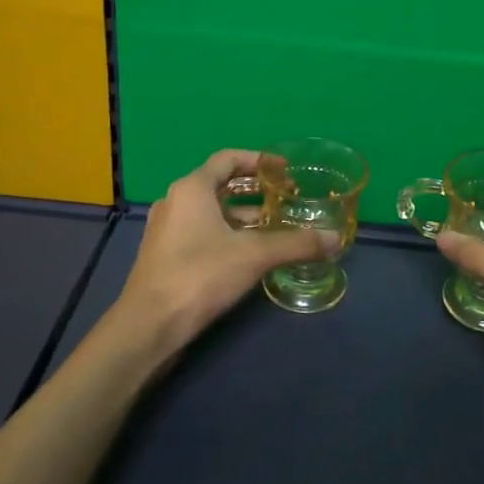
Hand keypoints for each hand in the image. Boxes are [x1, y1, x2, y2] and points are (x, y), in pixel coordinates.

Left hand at [114, 150, 339, 353]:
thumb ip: (296, 244)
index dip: (258, 160)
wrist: (149, 325)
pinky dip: (227, 234)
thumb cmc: (200, 275)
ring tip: (274, 226)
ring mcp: (167, 229)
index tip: (285, 171)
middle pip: (220, 184)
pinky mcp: (165, 255)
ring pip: (211, 211)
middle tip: (285, 198)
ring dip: (242, 215)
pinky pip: (201, 231)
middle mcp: (176, 201)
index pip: (228, 159)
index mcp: (192, 188)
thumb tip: (335, 239)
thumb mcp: (254, 255)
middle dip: (254, 190)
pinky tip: (249, 253)